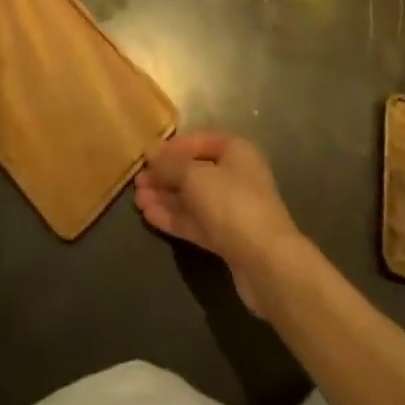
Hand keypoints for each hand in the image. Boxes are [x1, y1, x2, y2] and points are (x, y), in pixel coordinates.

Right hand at [135, 132, 304, 315]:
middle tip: (137, 181)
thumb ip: (170, 164)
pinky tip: (149, 216)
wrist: (266, 263)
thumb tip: (150, 151)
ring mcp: (232, 210)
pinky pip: (196, 222)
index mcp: (236, 151)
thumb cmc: (232, 204)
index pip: (199, 140)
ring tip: (137, 199)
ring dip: (166, 197)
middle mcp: (236, 176)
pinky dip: (174, 217)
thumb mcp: (195, 176)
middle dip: (166, 176)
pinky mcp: (227, 239)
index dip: (172, 147)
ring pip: (193, 199)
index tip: (147, 156)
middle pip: (195, 171)